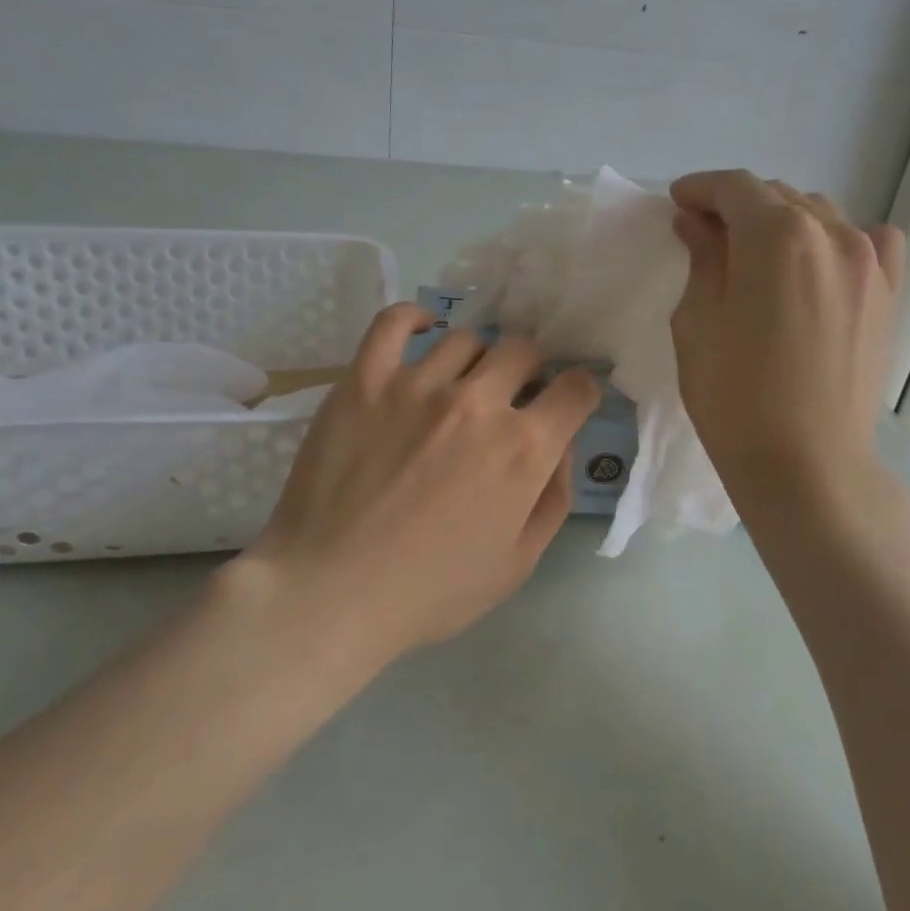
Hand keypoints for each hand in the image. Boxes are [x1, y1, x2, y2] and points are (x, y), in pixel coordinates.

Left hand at [248, 303, 600, 662]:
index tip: (566, 403)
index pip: (576, 388)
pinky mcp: (365, 379)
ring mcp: (417, 384)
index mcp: (523, 448)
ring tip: (460, 384)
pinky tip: (423, 330)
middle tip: (510, 396)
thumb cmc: (430, 590)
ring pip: (466, 339)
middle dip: (529, 370)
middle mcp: (478, 402)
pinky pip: (393, 323)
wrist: (330, 592)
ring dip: (476, 359)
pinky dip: (414, 318)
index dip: (579, 392)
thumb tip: (562, 445)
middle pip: (522, 350)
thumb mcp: (517, 563)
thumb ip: (554, 498)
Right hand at [667, 170, 903, 515]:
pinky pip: (869, 241)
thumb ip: (702, 259)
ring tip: (755, 253)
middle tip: (704, 234)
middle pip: (777, 196)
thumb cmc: (735, 398)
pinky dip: (838, 239)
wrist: (806, 465)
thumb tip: (697, 223)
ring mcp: (870, 262)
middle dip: (736, 206)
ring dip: (781, 221)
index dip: (700, 189)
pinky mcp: (889, 293)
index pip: (734, 188)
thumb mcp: (698, 322)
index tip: (678, 203)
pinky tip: (819, 264)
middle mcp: (831, 233)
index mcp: (776, 236)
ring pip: (818, 214)